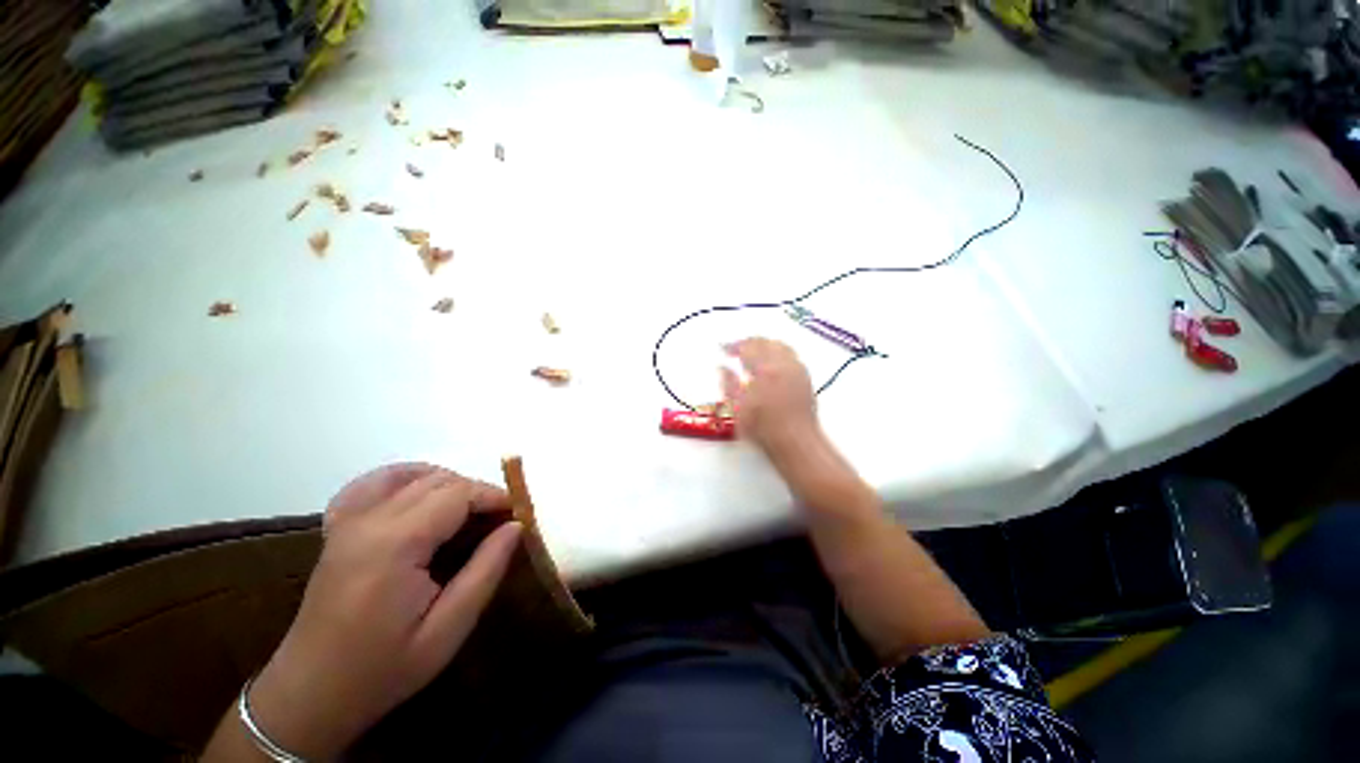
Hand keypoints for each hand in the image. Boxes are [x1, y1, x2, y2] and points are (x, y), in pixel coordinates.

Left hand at [248, 464, 521, 759]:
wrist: (310, 694)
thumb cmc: (384, 668)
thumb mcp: (448, 630)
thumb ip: (486, 571)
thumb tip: (516, 526)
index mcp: (395, 544)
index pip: (458, 493)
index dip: (495, 496)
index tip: (519, 514)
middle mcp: (369, 521)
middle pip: (438, 480)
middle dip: (477, 492)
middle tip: (499, 521)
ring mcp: (348, 521)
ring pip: (411, 475)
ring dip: (449, 484)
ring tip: (468, 512)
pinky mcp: (339, 529)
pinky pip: (374, 484)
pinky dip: (406, 479)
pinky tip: (421, 496)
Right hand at [721, 338, 820, 456]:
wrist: (795, 442)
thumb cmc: (763, 428)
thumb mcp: (737, 409)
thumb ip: (729, 384)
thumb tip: (723, 367)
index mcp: (764, 369)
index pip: (747, 347)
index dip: (734, 345)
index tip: (725, 348)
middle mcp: (783, 365)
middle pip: (765, 342)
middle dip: (749, 342)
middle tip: (737, 349)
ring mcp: (797, 370)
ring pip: (781, 346)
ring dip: (765, 345)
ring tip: (754, 352)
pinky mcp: (805, 379)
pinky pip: (792, 356)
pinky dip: (779, 352)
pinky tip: (774, 363)